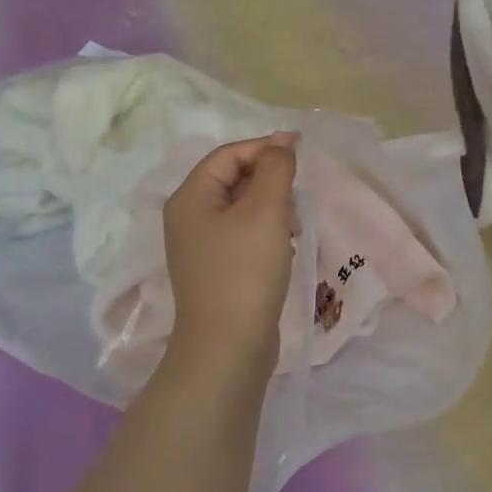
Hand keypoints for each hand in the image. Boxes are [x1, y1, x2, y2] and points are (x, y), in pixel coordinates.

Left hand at [162, 134, 299, 371]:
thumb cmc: (245, 271)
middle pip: (232, 179)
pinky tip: (285, 245)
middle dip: (268, 177)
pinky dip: (266, 230)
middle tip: (300, 189)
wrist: (228, 347)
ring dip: (270, 204)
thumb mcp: (265, 211)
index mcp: (191, 198)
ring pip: (240, 207)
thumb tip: (281, 143)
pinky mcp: (217, 270)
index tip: (302, 149)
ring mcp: (201, 247)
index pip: (228, 154)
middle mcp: (189, 218)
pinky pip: (243, 234)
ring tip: (295, 220)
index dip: (265, 146)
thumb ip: (275, 169)